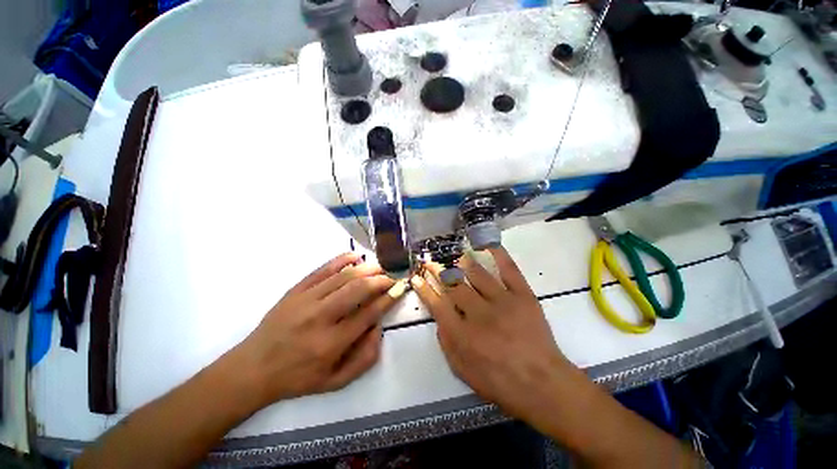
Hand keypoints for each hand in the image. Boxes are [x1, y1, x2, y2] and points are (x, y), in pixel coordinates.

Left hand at [235, 253, 398, 404]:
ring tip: (380, 267)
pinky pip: (323, 269)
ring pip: (344, 275)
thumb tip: (379, 327)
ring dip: (367, 268)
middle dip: (381, 279)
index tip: (400, 289)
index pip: (369, 313)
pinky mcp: (296, 290)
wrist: (253, 368)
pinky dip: (342, 260)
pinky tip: (356, 257)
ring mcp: (306, 300)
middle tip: (391, 278)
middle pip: (358, 288)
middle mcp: (320, 317)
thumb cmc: (298, 378)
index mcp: (331, 343)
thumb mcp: (335, 382)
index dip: (388, 298)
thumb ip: (365, 358)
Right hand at [411, 248, 577, 421]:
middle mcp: (479, 313)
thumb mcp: (463, 371)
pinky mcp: (523, 295)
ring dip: (463, 263)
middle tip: (431, 261)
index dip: (424, 289)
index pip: (437, 304)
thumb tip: (439, 318)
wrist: (542, 383)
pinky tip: (488, 244)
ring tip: (456, 257)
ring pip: (477, 274)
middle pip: (454, 285)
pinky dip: (498, 254)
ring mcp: (502, 301)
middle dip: (439, 271)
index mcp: (462, 334)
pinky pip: (509, 269)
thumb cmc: (499, 382)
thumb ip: (446, 343)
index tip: (416, 277)